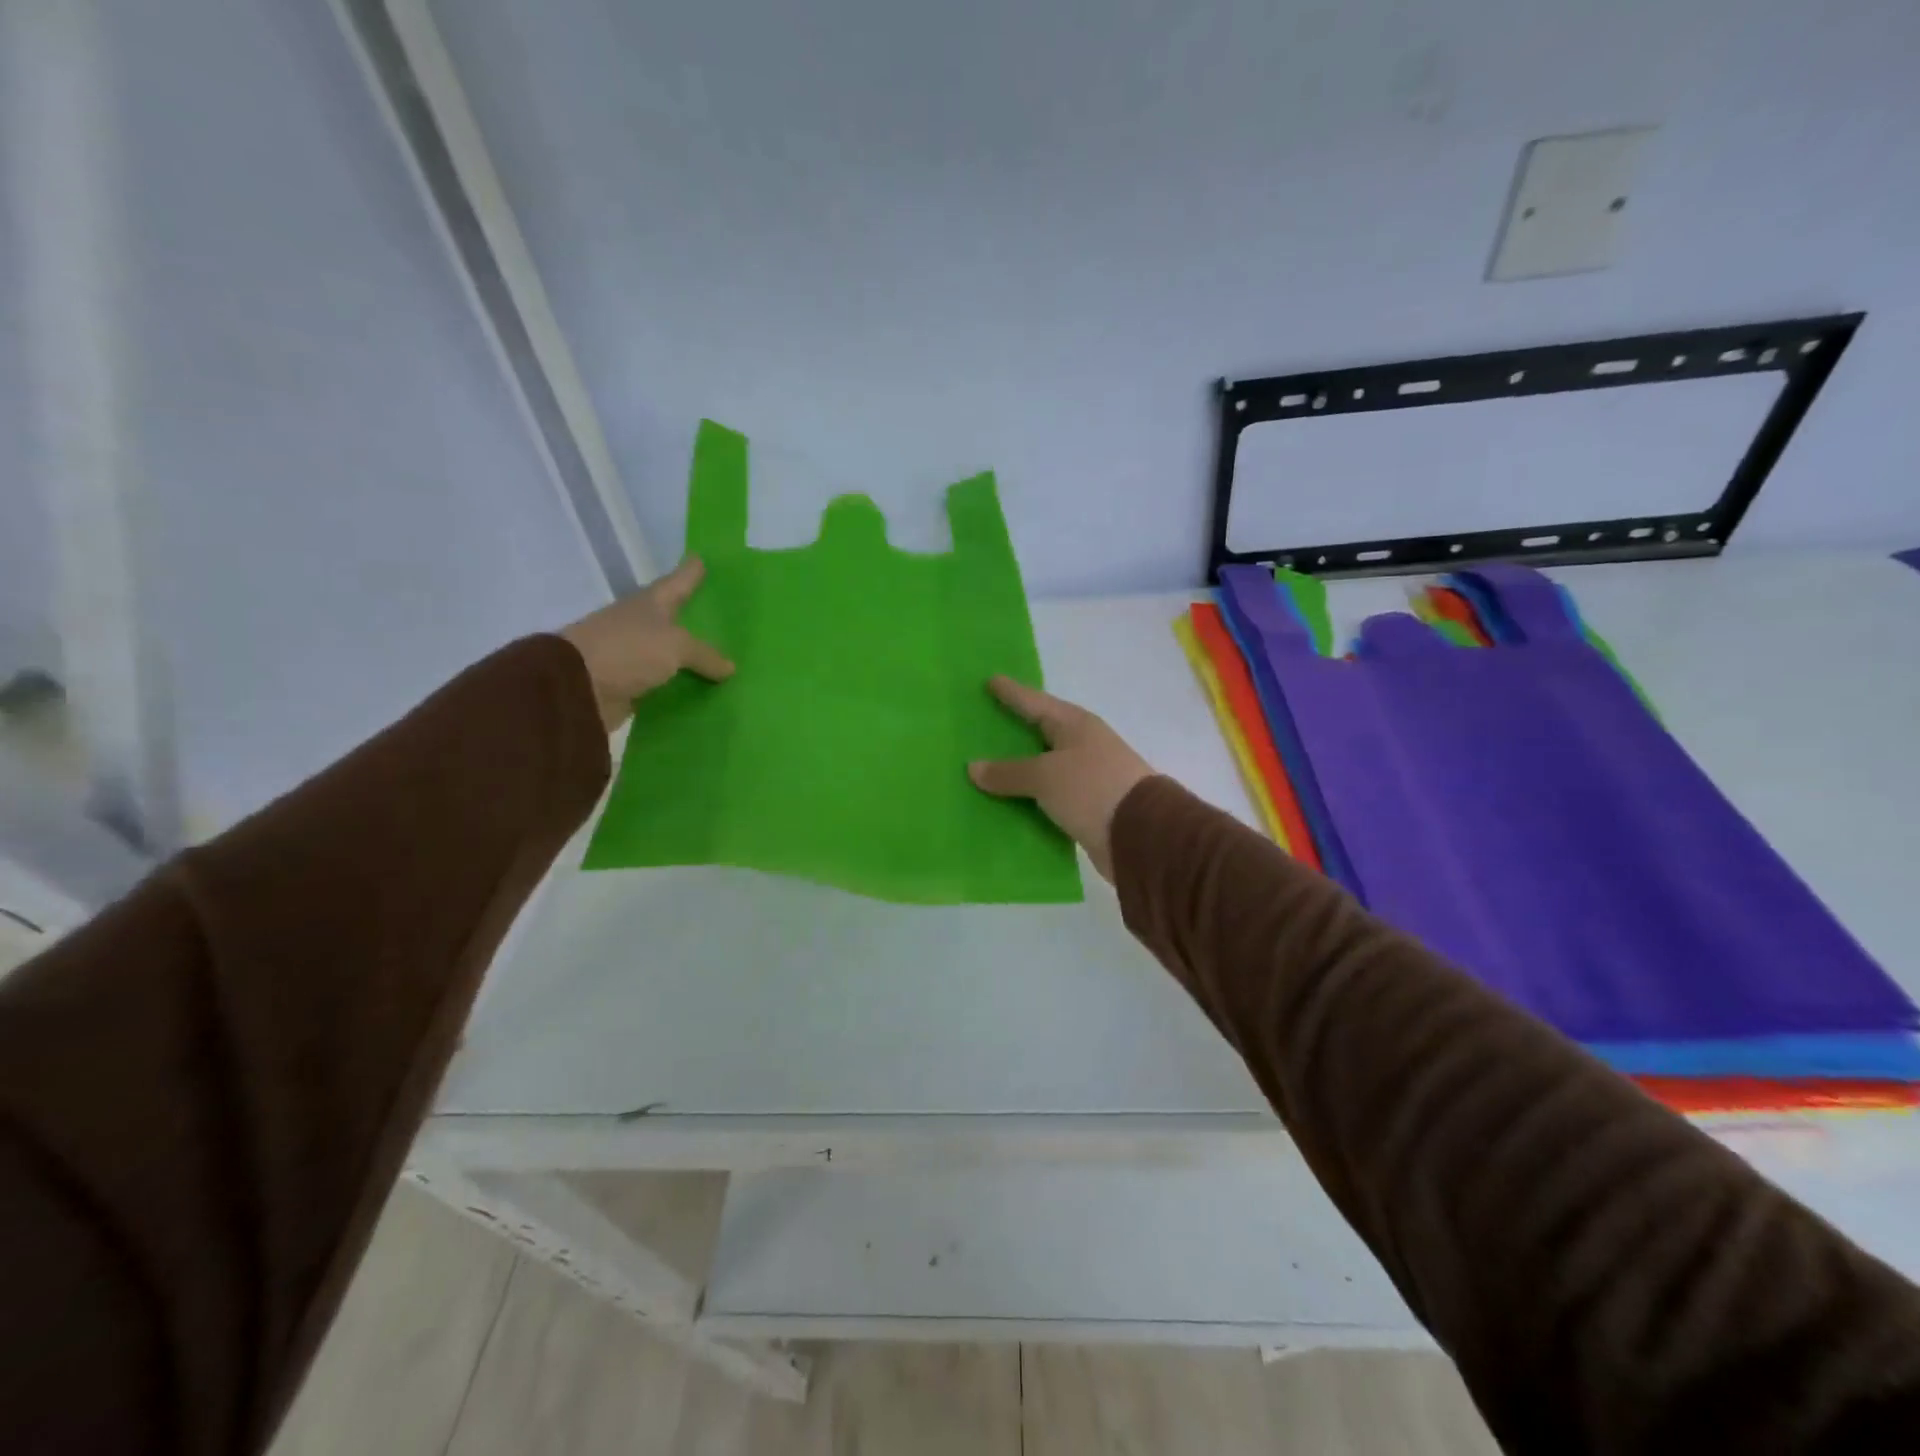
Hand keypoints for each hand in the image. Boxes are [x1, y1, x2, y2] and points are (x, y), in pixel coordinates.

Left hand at [560, 557, 733, 731]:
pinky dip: (683, 686)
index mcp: (651, 603)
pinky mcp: (632, 684)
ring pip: (673, 653)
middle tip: (726, 618)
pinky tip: (706, 691)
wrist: (577, 688)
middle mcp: (642, 624)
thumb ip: (705, 655)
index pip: (678, 581)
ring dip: (692, 658)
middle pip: (676, 618)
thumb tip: (729, 667)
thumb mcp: (675, 646)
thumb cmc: (628, 650)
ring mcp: (635, 654)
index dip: (691, 571)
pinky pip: (666, 683)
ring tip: (725, 661)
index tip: (703, 559)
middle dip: (697, 618)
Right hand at [968, 676, 1153, 880]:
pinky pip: (1049, 795)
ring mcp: (1088, 776)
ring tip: (988, 764)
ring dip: (1021, 767)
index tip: (991, 680)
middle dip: (1016, 728)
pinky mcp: (1088, 806)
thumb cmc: (1091, 788)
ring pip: (1045, 766)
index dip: (1012, 693)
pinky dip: (1030, 796)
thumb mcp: (1044, 776)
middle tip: (985, 720)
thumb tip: (973, 767)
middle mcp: (1083, 745)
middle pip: (1042, 732)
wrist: (1141, 835)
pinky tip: (1008, 801)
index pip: (1035, 703)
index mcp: (1076, 725)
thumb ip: (1008, 772)